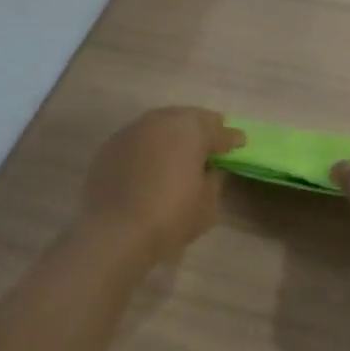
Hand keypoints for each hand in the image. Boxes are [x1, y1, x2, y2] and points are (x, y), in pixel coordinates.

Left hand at [82, 107, 242, 264]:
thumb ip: (213, 181)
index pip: (218, 130)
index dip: (231, 138)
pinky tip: (152, 164)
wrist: (113, 232)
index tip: (240, 142)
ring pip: (160, 126)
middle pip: (187, 119)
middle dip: (202, 128)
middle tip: (212, 140)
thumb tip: (208, 170)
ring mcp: (131, 131)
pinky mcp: (109, 147)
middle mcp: (161, 121)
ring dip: (173, 135)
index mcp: (190, 129)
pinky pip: (139, 141)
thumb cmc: (170, 216)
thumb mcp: (208, 204)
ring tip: (181, 150)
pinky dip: (150, 148)